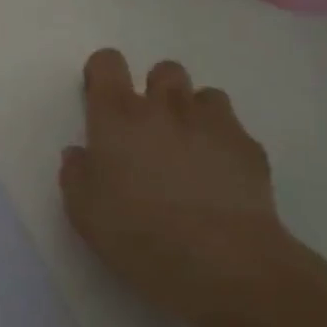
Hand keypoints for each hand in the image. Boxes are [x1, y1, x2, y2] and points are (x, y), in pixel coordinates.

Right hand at [60, 49, 326, 326]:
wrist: (224, 263)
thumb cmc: (139, 234)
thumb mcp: (83, 211)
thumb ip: (76, 173)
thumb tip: (82, 154)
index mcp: (117, 116)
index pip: (107, 63)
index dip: (102, 75)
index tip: (100, 100)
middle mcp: (165, 107)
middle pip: (163, 71)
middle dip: (155, 90)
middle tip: (149, 131)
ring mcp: (213, 124)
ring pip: (204, 95)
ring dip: (193, 113)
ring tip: (189, 151)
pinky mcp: (250, 149)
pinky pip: (233, 130)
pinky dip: (223, 144)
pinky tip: (220, 179)